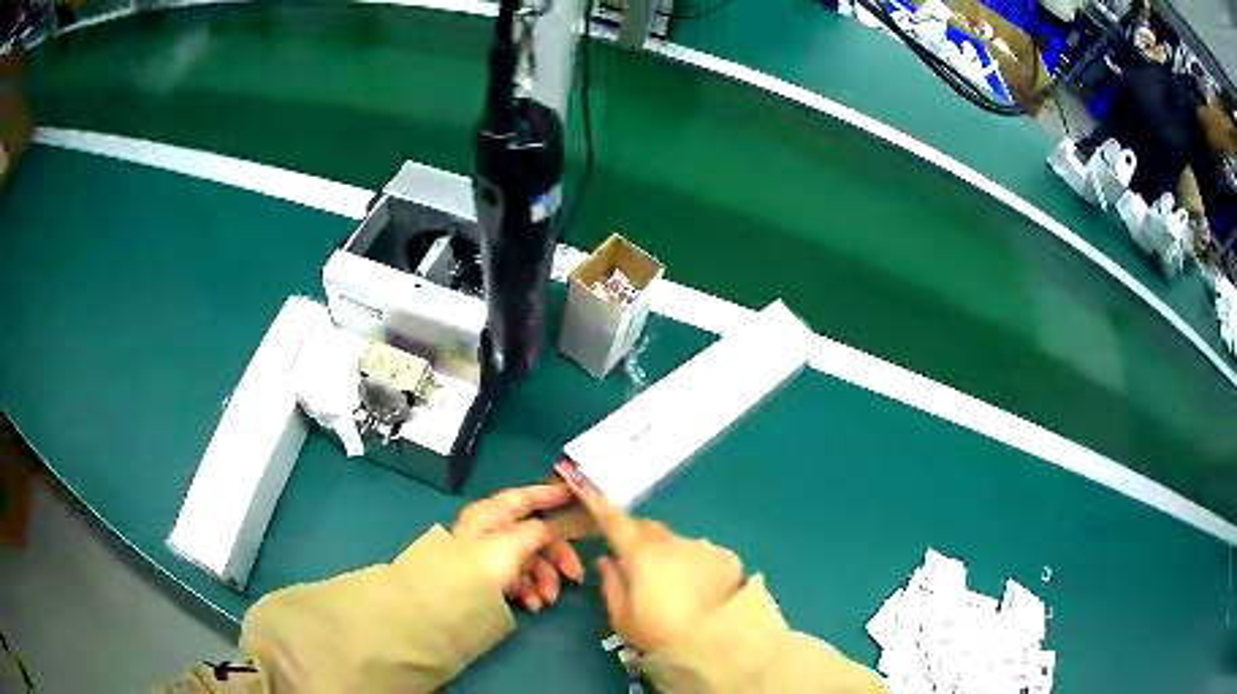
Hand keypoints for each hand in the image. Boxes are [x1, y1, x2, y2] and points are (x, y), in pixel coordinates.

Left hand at [452, 484, 584, 611]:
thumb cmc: (483, 563)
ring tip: (548, 599)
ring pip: (530, 561)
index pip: (525, 497)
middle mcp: (492, 531)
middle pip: (534, 535)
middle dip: (557, 556)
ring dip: (545, 579)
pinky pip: (519, 580)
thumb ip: (539, 530)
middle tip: (575, 575)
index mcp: (493, 514)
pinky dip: (530, 591)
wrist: (452, 600)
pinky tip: (532, 604)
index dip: (549, 494)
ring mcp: (491, 556)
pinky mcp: (490, 579)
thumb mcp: (514, 542)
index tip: (573, 495)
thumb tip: (551, 530)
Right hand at [558, 463, 743, 652]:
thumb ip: (612, 584)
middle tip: (636, 561)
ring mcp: (702, 546)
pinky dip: (697, 564)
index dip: (599, 505)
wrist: (717, 643)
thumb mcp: (623, 617)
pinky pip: (704, 554)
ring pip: (678, 543)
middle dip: (640, 537)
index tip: (588, 488)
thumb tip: (606, 560)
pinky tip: (701, 588)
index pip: (615, 521)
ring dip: (671, 554)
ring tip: (675, 584)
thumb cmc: (660, 633)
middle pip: (649, 529)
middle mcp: (672, 541)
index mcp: (640, 553)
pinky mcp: (727, 557)